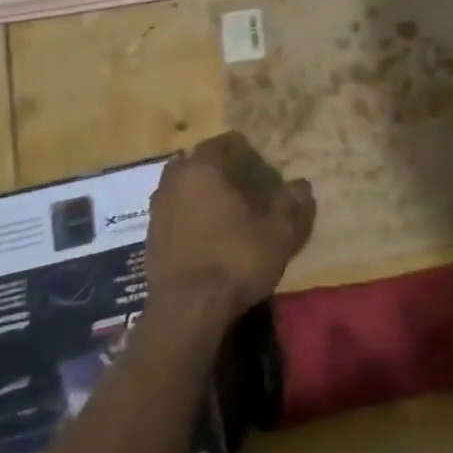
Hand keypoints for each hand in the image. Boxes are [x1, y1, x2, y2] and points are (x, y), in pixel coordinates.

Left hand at [144, 131, 314, 329]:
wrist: (187, 308)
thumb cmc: (236, 259)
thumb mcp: (279, 233)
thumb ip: (291, 203)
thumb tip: (301, 185)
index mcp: (204, 167)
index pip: (227, 143)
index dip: (249, 154)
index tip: (264, 172)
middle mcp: (175, 178)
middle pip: (201, 163)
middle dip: (222, 171)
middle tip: (247, 190)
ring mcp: (157, 207)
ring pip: (185, 187)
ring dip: (203, 194)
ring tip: (228, 215)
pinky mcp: (151, 235)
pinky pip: (175, 213)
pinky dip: (191, 217)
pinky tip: (208, 237)